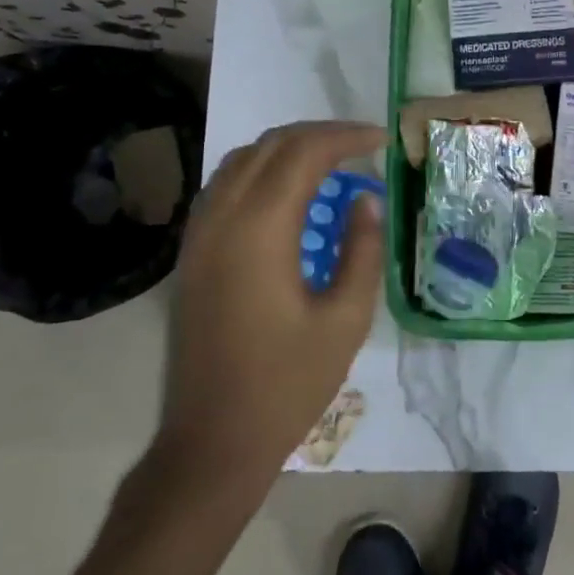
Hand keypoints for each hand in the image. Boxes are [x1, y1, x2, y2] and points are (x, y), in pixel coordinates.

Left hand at [154, 121, 385, 495]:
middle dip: (319, 136)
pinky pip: (224, 186)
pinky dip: (260, 172)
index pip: (304, 153)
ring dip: (287, 149)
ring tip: (330, 163)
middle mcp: (221, 218)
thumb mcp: (346, 319)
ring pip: (241, 160)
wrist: (214, 439)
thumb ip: (361, 250)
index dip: (347, 137)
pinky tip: (288, 195)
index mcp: (259, 230)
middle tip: (362, 147)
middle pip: (269, 146)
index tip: (382, 141)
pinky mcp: (191, 253)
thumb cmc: (288, 383)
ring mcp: (198, 234)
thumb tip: (367, 200)